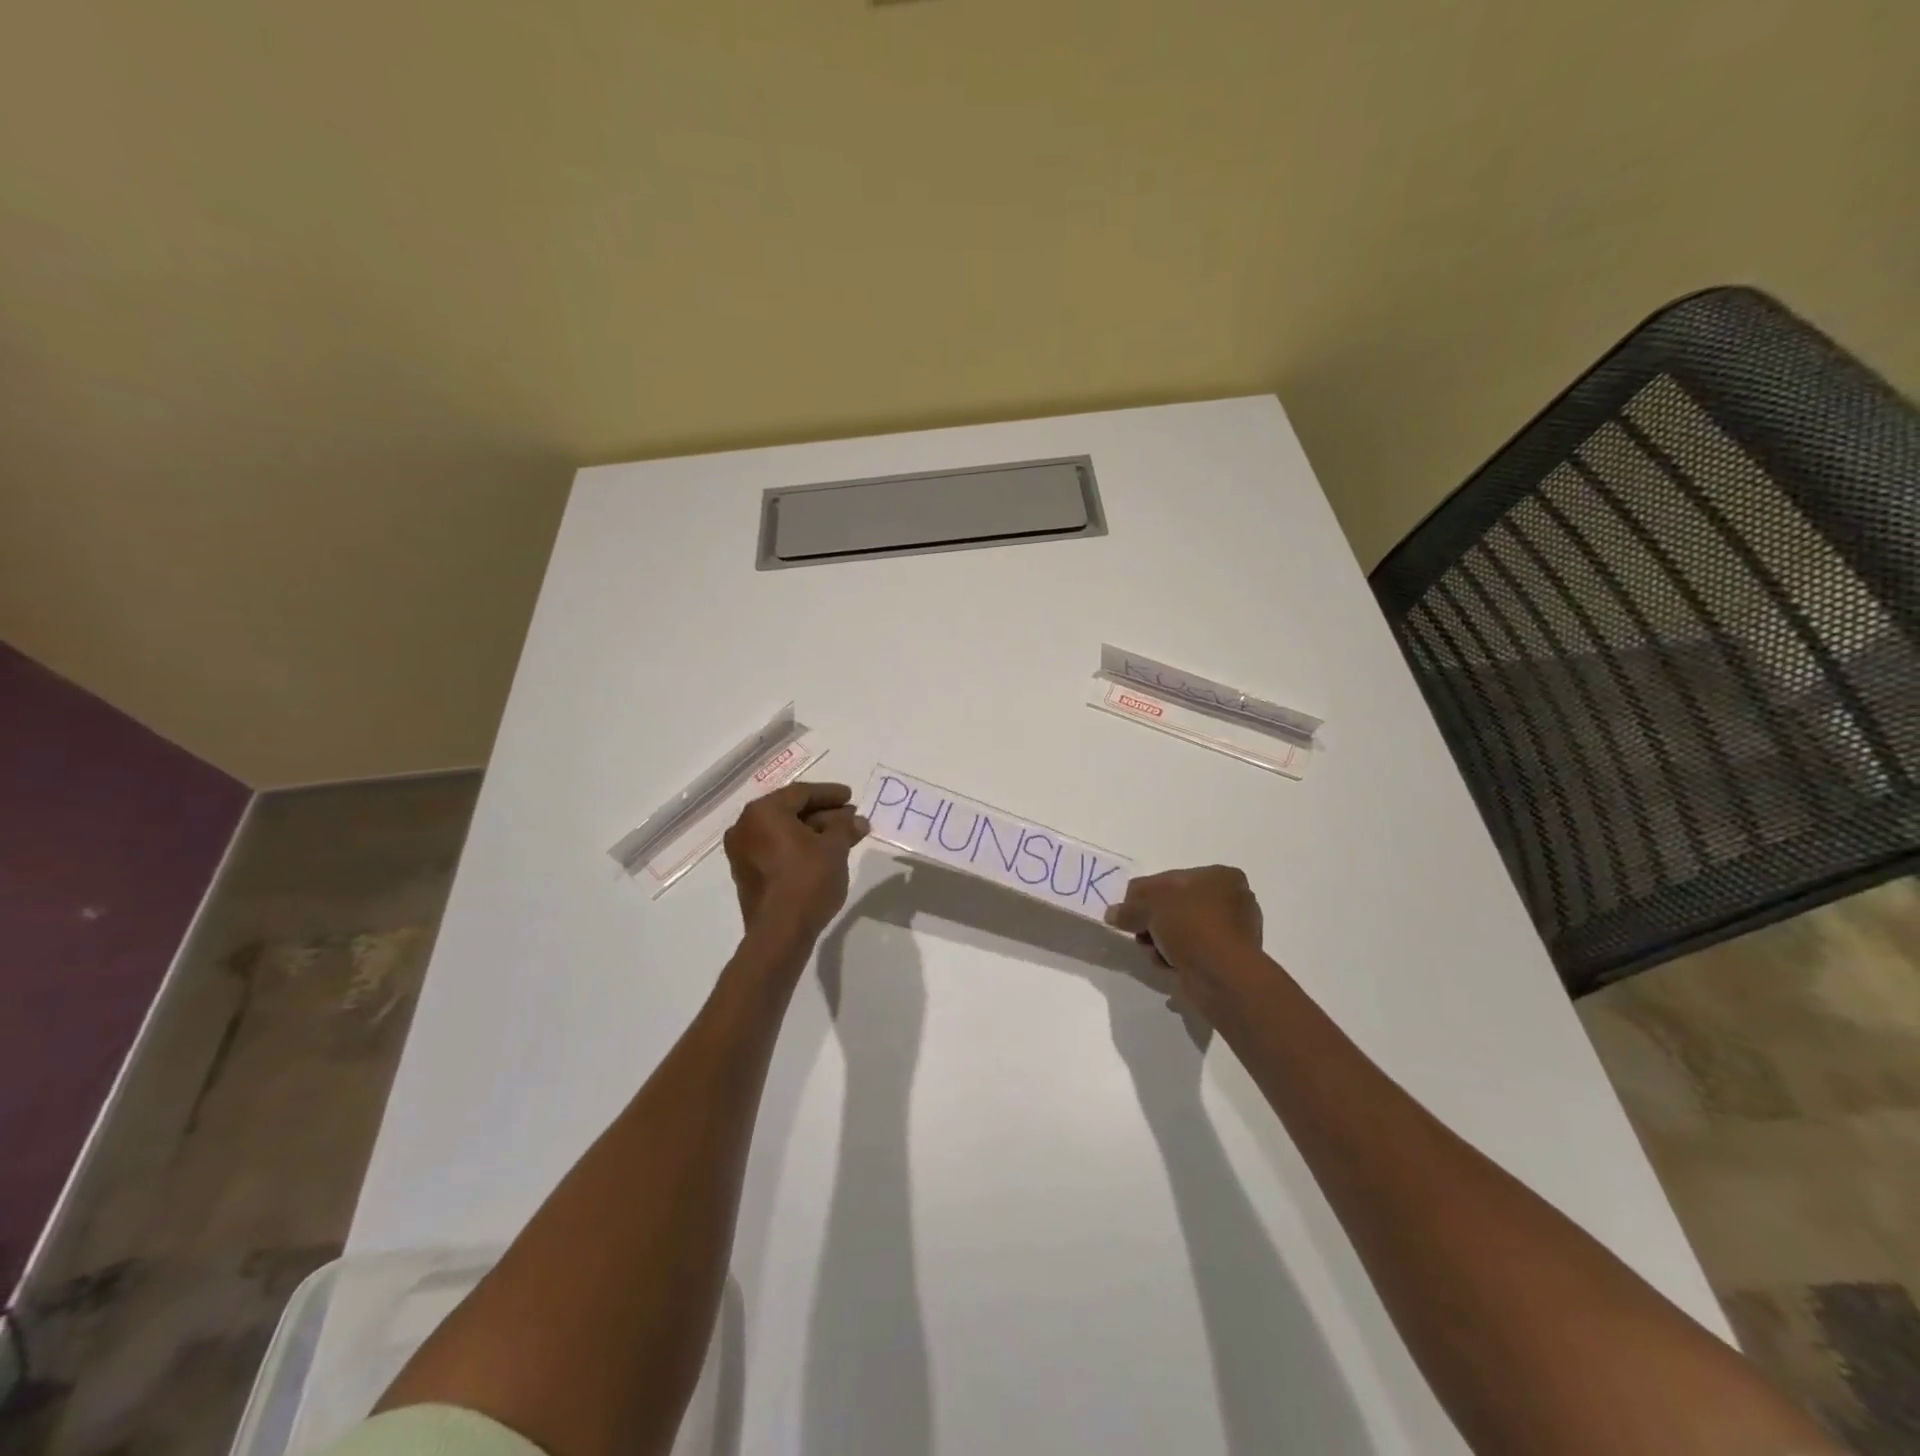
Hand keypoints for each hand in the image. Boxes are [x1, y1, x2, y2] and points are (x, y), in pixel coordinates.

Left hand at [723, 782, 868, 942]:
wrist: (780, 933)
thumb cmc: (807, 880)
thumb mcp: (834, 848)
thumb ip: (845, 827)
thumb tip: (857, 820)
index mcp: (763, 812)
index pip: (801, 793)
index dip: (830, 794)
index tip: (851, 797)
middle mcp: (745, 827)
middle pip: (790, 812)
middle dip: (824, 814)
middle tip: (850, 818)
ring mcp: (742, 853)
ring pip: (783, 833)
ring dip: (813, 832)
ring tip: (843, 837)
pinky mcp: (747, 875)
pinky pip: (775, 850)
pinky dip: (799, 847)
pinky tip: (823, 854)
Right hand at [1105, 866, 1264, 1008]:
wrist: (1222, 974)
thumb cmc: (1190, 924)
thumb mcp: (1149, 906)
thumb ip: (1128, 908)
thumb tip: (1112, 914)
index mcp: (1221, 876)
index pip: (1171, 878)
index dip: (1144, 893)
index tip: (1127, 910)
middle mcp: (1233, 899)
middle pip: (1176, 906)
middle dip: (1153, 920)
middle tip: (1138, 931)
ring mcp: (1234, 932)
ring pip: (1182, 930)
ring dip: (1161, 940)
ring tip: (1153, 951)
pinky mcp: (1229, 959)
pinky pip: (1193, 951)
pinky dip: (1176, 956)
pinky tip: (1167, 964)